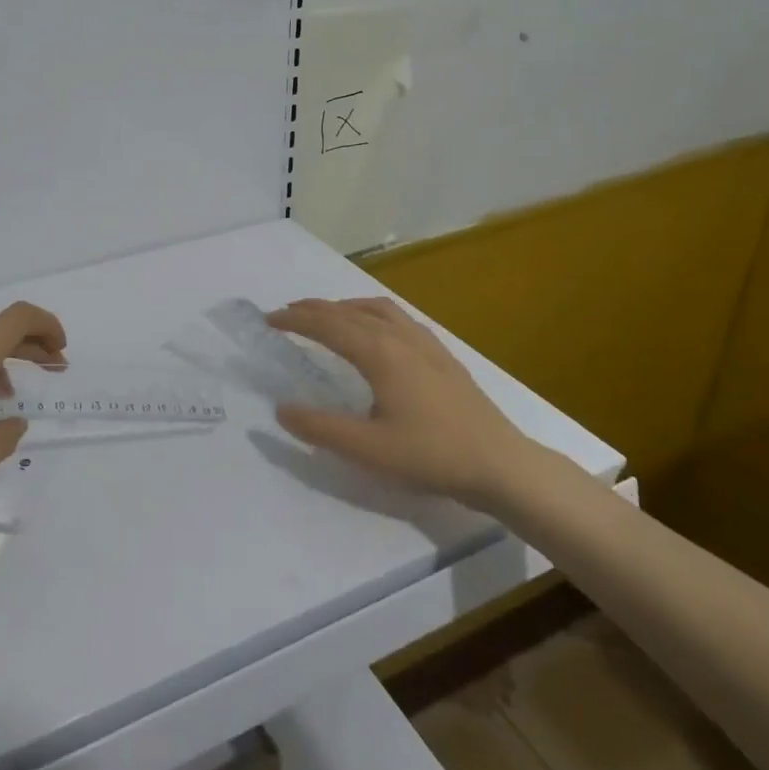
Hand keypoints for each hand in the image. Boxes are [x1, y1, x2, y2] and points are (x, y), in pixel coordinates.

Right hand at [266, 297, 535, 500]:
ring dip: (344, 306)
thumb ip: (320, 428)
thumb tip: (281, 409)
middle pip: (348, 311)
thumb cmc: (431, 455)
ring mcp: (425, 343)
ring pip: (376, 309)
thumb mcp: (368, 449)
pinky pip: (398, 318)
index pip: (327, 326)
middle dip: (314, 309)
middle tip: (286, 313)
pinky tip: (377, 330)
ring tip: (326, 314)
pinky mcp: (442, 355)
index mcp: (379, 354)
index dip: (295, 320)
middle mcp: (399, 338)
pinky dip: (372, 313)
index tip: (268, 319)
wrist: (500, 463)